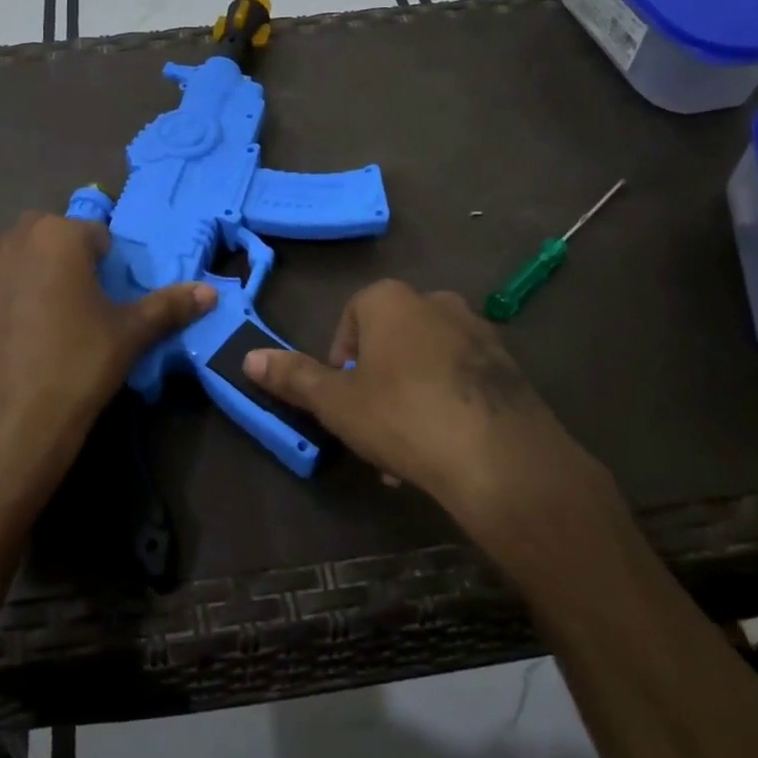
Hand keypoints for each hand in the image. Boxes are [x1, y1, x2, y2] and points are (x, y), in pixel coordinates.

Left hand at [0, 211, 212, 505]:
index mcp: (57, 236)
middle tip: (75, 307)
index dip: (105, 264)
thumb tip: (210, 293)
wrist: (7, 425)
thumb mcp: (129, 335)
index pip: (92, 235)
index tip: (107, 298)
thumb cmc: (77, 366)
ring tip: (35, 320)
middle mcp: (8, 239)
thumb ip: (169, 307)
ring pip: (5, 259)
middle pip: (45, 238)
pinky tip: (1, 343)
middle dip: (61, 261)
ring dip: (21, 274)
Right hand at [242, 280, 602, 524]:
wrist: (501, 457)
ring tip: (406, 453)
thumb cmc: (403, 417)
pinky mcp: (508, 365)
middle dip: (375, 384)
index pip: (351, 318)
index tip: (341, 400)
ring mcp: (477, 331)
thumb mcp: (336, 402)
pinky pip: (461, 378)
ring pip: (425, 362)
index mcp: (390, 300)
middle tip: (371, 429)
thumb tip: (249, 358)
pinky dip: (446, 403)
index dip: (339, 360)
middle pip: (389, 340)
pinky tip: (444, 448)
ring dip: (409, 397)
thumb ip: (293, 378)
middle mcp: (435, 302)